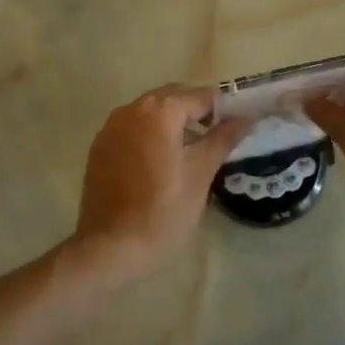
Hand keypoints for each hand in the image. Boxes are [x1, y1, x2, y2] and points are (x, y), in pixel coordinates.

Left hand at [68, 85, 248, 285]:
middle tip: (218, 139)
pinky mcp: (100, 147)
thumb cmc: (163, 211)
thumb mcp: (201, 174)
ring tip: (193, 152)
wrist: (110, 248)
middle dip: (197, 112)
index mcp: (159, 111)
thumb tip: (245, 117)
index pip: (201, 96)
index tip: (238, 127)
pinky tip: (162, 163)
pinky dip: (151, 135)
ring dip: (173, 123)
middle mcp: (131, 109)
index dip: (224, 109)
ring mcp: (111, 127)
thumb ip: (223, 138)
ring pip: (151, 112)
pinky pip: (133, 129)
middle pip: (173, 98)